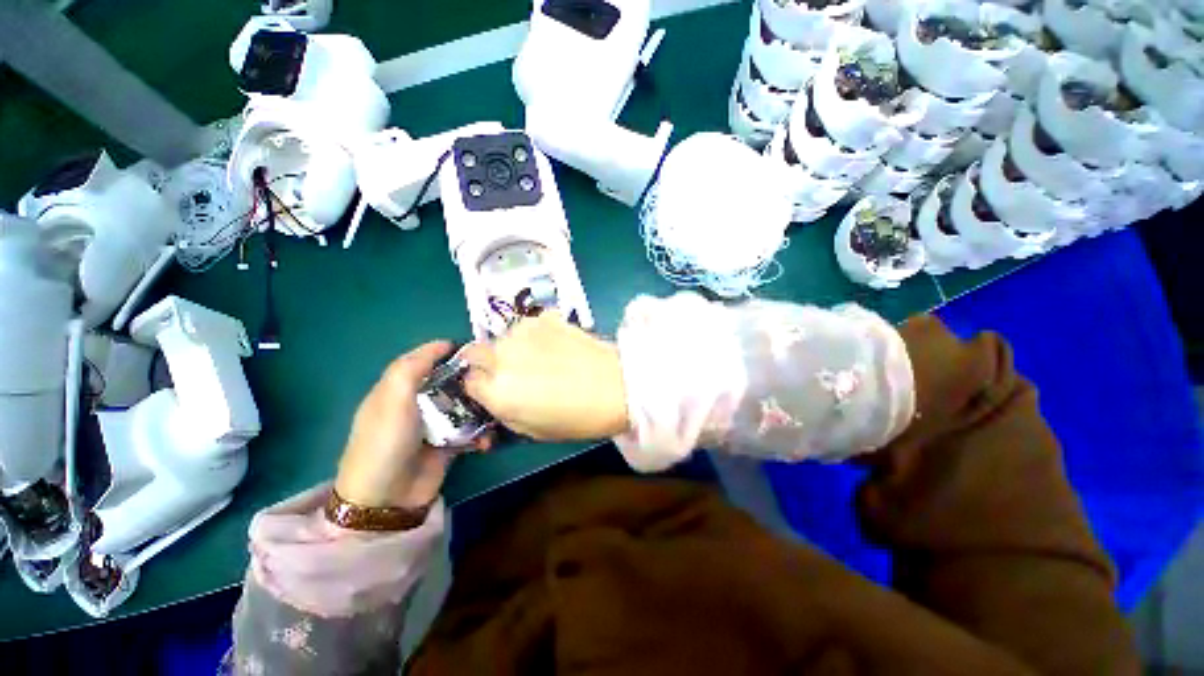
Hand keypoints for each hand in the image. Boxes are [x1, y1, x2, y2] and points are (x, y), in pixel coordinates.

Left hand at [334, 342, 486, 509]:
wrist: (386, 499)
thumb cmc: (386, 441)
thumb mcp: (392, 398)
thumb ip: (412, 367)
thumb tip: (442, 343)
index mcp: (397, 390)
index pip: (422, 361)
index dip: (443, 352)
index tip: (471, 349)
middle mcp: (417, 404)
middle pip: (448, 382)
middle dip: (470, 379)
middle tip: (493, 377)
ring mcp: (434, 426)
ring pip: (464, 406)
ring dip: (481, 409)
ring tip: (496, 409)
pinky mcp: (449, 445)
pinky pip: (471, 432)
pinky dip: (481, 435)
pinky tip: (486, 441)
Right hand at [461, 313, 629, 440]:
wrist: (617, 386)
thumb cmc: (577, 417)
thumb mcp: (532, 430)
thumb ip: (503, 410)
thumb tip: (492, 394)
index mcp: (497, 391)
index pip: (468, 380)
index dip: (481, 385)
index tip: (494, 387)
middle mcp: (502, 356)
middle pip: (477, 353)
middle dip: (490, 362)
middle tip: (516, 372)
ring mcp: (523, 332)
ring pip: (504, 337)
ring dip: (513, 347)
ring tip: (542, 357)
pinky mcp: (545, 317)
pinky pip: (528, 324)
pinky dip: (535, 334)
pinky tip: (556, 343)